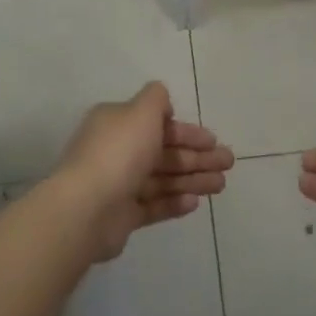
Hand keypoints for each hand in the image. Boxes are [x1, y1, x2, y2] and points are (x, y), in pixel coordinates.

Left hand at [55, 83, 234, 261]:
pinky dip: (174, 202)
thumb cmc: (118, 152)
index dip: (188, 131)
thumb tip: (164, 105)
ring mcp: (119, 184)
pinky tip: (195, 202)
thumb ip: (156, 100)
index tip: (213, 140)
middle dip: (197, 156)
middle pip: (164, 152)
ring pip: (163, 178)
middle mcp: (117, 150)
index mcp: (117, 123)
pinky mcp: (122, 216)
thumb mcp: (141, 111)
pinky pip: (153, 205)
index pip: (158, 123)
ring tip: (222, 185)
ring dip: (193, 179)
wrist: (87, 208)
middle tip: (228, 163)